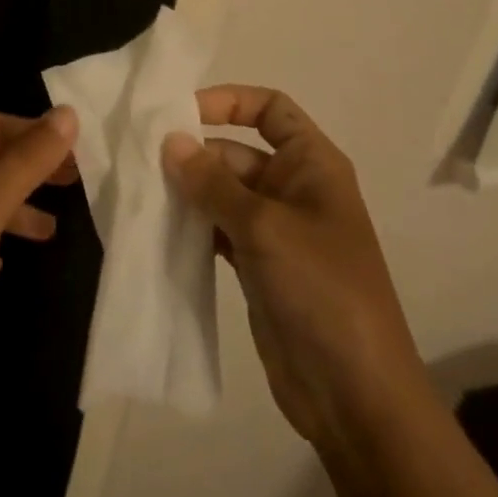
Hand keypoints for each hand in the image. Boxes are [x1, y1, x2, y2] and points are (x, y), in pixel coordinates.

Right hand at [162, 86, 436, 461]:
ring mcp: (275, 230)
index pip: (270, 109)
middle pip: (237, 150)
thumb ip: (213, 182)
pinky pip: (218, 229)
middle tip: (143, 160)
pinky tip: (158, 228)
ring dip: (188, 191)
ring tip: (141, 191)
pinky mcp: (257, 265)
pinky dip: (192, 226)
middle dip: (195, 153)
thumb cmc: (321, 290)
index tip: (181, 113)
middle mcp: (294, 188)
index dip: (229, 101)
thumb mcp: (264, 227)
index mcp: (313, 164)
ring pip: (223, 192)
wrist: (356, 395)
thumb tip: (169, 140)